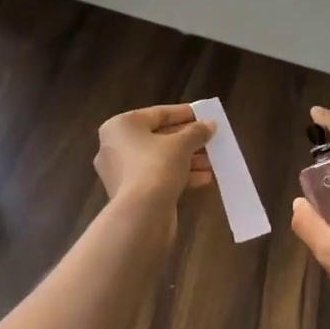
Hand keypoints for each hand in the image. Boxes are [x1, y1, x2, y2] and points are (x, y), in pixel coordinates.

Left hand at [94, 104, 215, 205]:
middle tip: (211, 139)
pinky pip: (157, 177)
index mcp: (121, 126)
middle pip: (159, 137)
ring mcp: (121, 172)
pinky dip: (179, 175)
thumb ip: (196, 132)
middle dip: (189, 140)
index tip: (204, 116)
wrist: (140, 215)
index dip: (184, 114)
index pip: (157, 114)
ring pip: (160, 159)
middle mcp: (116, 146)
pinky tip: (205, 178)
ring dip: (188, 159)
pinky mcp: (130, 193)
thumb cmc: (156, 167)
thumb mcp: (181, 145)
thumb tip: (210, 125)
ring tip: (213, 161)